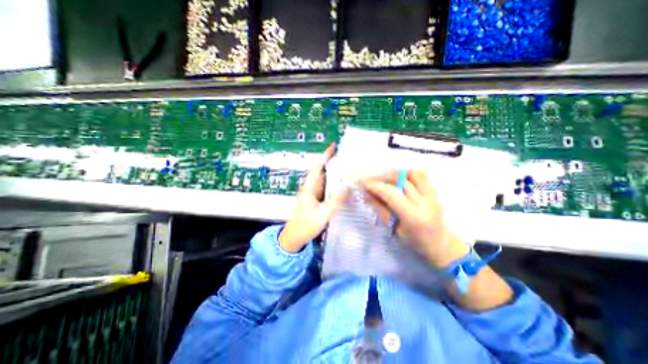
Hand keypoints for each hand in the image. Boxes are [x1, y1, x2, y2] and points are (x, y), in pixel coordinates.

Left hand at [278, 144, 349, 251]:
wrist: (294, 237)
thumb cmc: (305, 225)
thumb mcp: (322, 214)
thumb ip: (335, 201)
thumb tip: (347, 187)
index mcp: (309, 188)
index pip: (317, 167)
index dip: (325, 155)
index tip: (334, 146)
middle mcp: (311, 187)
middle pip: (323, 171)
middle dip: (334, 163)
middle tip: (349, 158)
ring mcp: (314, 194)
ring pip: (325, 180)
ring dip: (335, 174)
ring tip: (349, 170)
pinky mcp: (317, 199)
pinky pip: (327, 188)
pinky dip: (335, 185)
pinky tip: (344, 185)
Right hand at [359, 169, 471, 267]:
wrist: (441, 245)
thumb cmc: (415, 243)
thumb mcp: (394, 229)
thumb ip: (382, 209)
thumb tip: (368, 193)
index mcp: (413, 216)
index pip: (391, 194)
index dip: (376, 186)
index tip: (363, 183)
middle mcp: (424, 202)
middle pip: (400, 180)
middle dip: (382, 177)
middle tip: (371, 180)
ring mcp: (432, 195)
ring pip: (412, 174)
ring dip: (395, 173)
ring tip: (385, 178)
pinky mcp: (435, 192)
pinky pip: (422, 175)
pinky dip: (408, 173)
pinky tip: (399, 178)